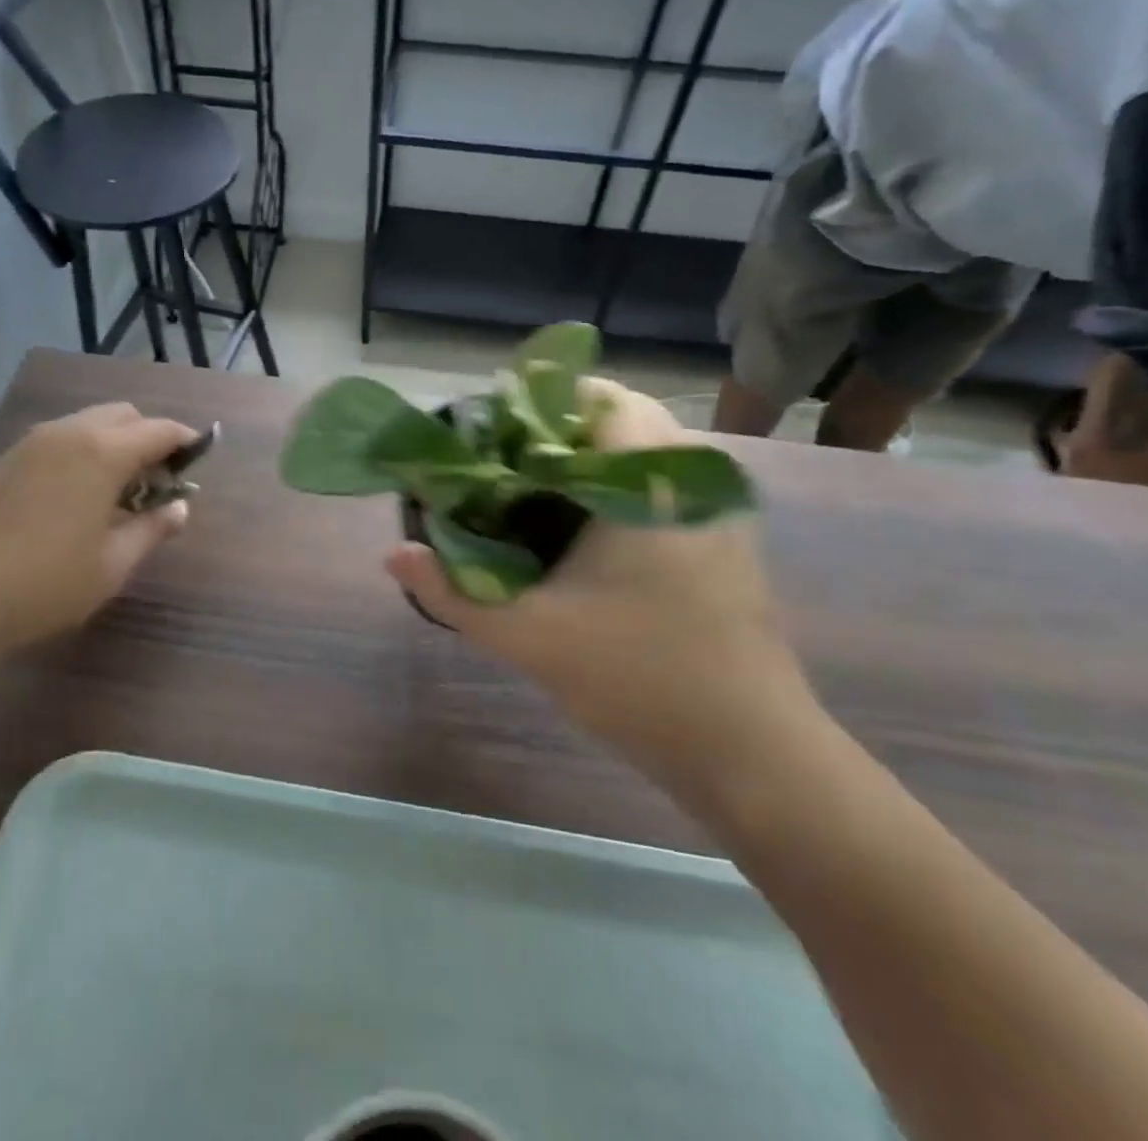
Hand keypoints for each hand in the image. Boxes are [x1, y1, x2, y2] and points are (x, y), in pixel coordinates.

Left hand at [0, 403, 194, 660]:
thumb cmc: (43, 584)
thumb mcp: (112, 564)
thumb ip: (152, 529)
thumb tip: (179, 508)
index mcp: (102, 452)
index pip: (159, 429)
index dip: (185, 441)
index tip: (198, 459)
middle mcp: (67, 433)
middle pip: (123, 415)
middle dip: (148, 437)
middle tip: (157, 482)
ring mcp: (29, 443)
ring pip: (86, 424)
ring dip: (113, 444)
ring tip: (117, 492)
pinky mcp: (2, 460)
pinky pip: (58, 440)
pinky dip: (81, 453)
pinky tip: (76, 497)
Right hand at [387, 379, 814, 800]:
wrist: (752, 752)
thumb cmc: (640, 678)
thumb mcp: (530, 635)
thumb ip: (452, 592)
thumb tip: (394, 553)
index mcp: (649, 477)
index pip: (594, 394)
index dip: (533, 406)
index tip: (489, 441)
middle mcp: (692, 474)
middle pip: (614, 418)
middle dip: (553, 436)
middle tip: (502, 474)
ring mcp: (717, 506)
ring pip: (639, 452)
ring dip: (587, 462)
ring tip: (532, 500)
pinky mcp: (725, 538)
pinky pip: (661, 484)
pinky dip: (617, 489)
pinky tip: (582, 538)